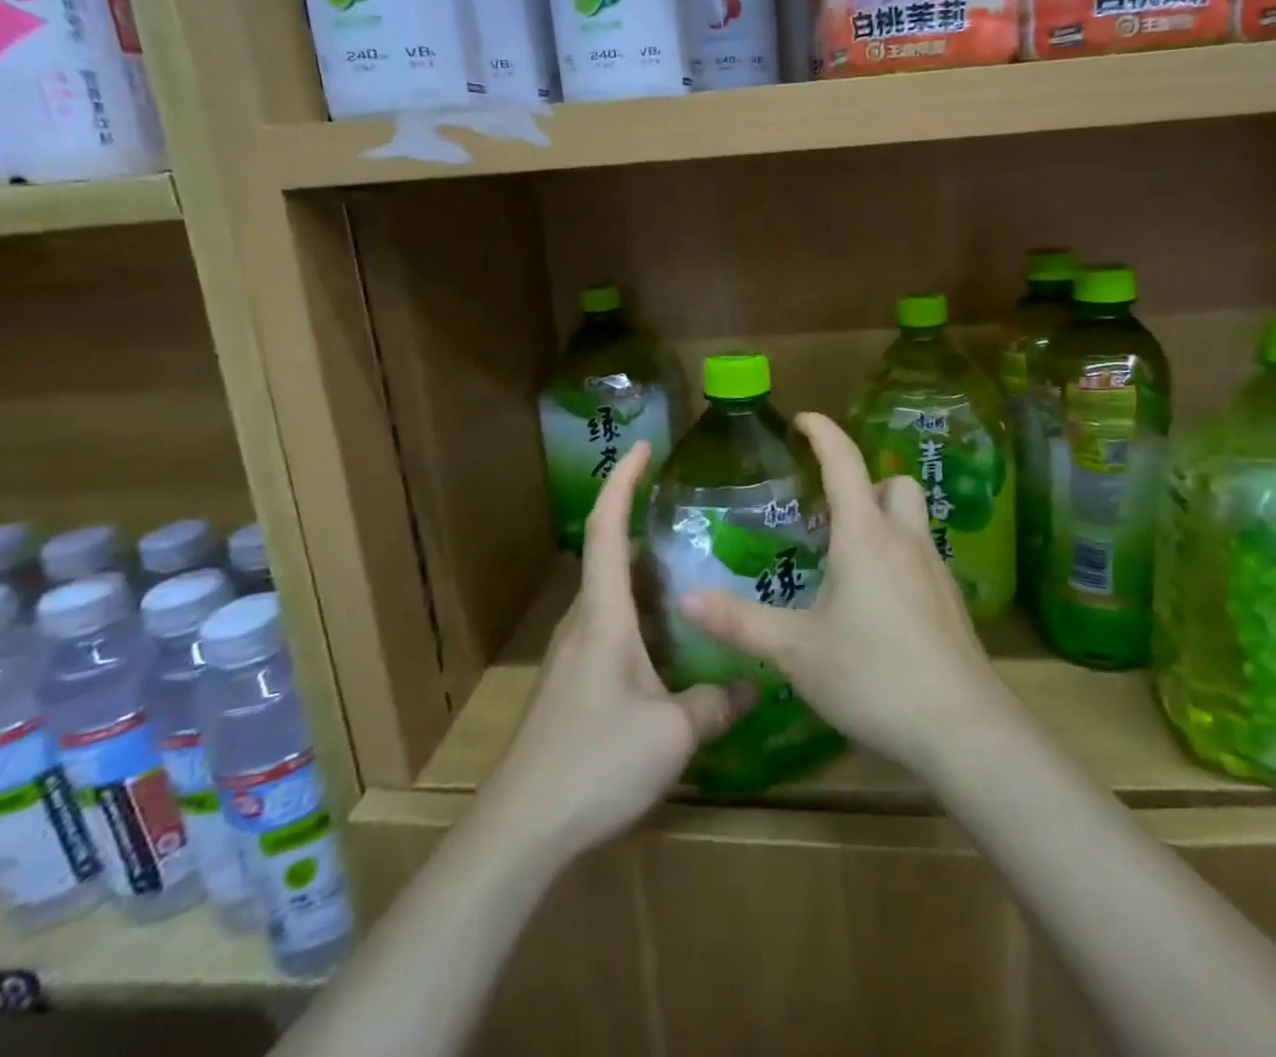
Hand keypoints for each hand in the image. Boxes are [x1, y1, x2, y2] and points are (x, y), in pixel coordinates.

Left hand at [483, 440, 753, 861]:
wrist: (522, 828)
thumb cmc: (595, 763)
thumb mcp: (672, 734)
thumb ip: (716, 703)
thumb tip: (753, 684)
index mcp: (603, 615)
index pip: (607, 529)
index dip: (622, 481)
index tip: (644, 447)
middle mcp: (583, 622)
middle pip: (610, 555)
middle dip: (643, 524)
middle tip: (694, 516)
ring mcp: (572, 653)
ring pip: (611, 594)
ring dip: (645, 573)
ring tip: (693, 570)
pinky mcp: (572, 682)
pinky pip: (610, 626)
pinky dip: (640, 612)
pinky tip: (672, 640)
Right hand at [678, 412, 1011, 778]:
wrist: (962, 728)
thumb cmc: (873, 675)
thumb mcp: (795, 651)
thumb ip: (739, 622)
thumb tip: (685, 598)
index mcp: (865, 535)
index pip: (844, 461)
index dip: (822, 431)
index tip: (801, 419)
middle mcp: (904, 540)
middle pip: (892, 482)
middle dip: (862, 482)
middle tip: (826, 511)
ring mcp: (934, 569)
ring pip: (911, 518)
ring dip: (881, 518)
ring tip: (845, 557)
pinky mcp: (950, 601)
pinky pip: (921, 555)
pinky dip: (896, 556)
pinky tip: (875, 603)